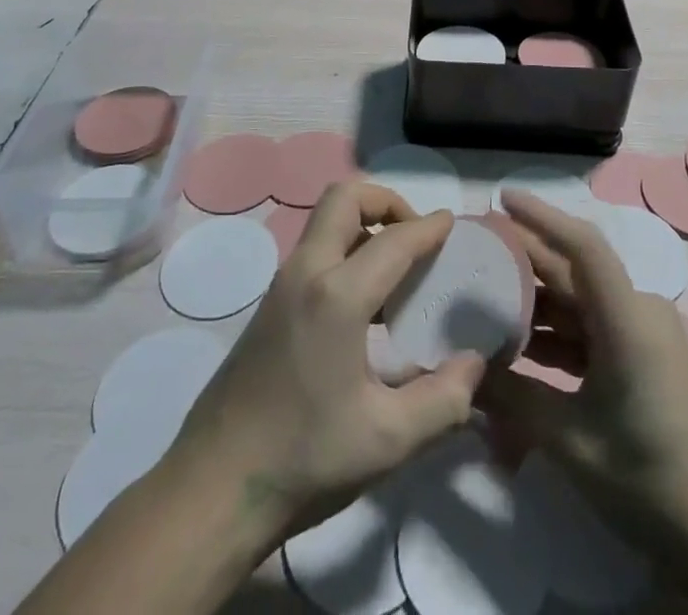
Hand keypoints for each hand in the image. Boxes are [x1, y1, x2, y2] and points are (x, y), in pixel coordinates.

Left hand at [165, 182, 486, 539]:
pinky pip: (315, 250)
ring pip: (326, 220)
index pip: (394, 240)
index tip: (453, 224)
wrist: (213, 489)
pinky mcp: (270, 304)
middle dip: (386, 202)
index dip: (429, 228)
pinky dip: (346, 249)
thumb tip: (475, 363)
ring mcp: (282, 285)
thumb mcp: (387, 440)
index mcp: (337, 294)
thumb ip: (443, 399)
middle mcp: (306, 272)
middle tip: (415, 236)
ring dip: (364, 224)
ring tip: (398, 268)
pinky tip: (367, 303)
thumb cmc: (304, 459)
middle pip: (345, 197)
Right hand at [477, 190, 687, 536]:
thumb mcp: (571, 440)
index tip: (502, 198)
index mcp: (627, 318)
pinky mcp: (643, 359)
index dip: (541, 216)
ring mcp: (643, 335)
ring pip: (580, 303)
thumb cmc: (647, 477)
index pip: (582, 246)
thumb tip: (464, 375)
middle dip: (524, 261)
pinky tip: (519, 348)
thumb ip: (513, 399)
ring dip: (536, 304)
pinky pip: (592, 330)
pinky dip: (557, 335)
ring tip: (483, 301)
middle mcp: (638, 312)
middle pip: (574, 272)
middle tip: (474, 253)